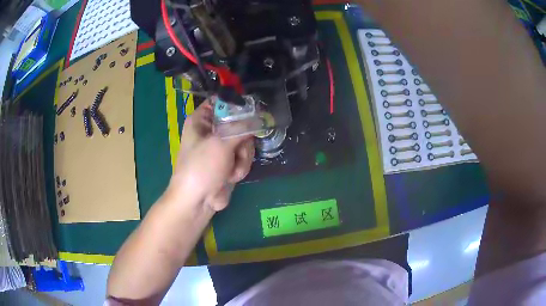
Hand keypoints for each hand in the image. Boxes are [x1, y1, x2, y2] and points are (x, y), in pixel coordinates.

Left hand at [166, 101, 254, 211]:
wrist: (197, 202)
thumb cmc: (201, 168)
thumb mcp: (221, 143)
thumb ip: (242, 127)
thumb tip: (261, 115)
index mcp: (202, 120)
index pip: (223, 101)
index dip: (238, 104)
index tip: (254, 110)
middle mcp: (211, 130)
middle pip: (239, 122)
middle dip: (243, 140)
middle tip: (239, 148)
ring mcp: (221, 146)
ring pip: (245, 141)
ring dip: (243, 157)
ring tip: (231, 170)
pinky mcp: (229, 161)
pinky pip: (244, 156)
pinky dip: (241, 167)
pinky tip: (231, 176)